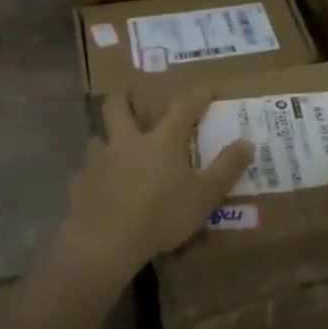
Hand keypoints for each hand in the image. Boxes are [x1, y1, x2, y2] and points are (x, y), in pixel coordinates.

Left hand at [58, 88, 255, 284]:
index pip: (183, 107)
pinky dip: (94, 175)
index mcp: (161, 141)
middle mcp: (127, 142)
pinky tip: (99, 187)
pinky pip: (86, 173)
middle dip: (124, 97)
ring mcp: (99, 162)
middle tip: (130, 95)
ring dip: (106, 138)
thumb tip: (247, 143)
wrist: (106, 242)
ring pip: (97, 138)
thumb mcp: (205, 195)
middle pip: (117, 107)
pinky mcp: (80, 185)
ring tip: (113, 147)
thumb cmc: (162, 215)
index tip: (208, 85)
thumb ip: (227, 168)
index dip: (198, 94)